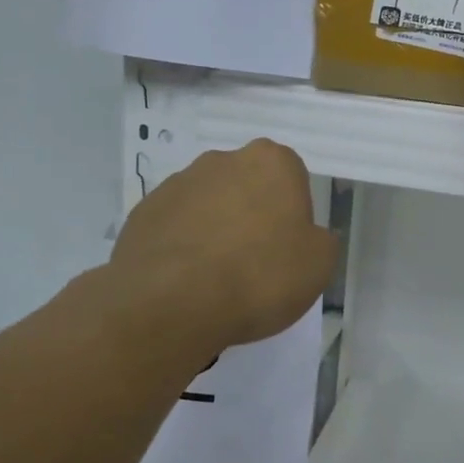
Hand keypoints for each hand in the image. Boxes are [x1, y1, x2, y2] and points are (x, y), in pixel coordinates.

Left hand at [109, 140, 337, 352]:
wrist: (171, 302)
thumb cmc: (259, 276)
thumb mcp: (319, 264)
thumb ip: (320, 240)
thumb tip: (307, 236)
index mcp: (271, 162)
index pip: (292, 177)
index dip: (293, 214)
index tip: (287, 248)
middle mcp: (222, 160)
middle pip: (247, 185)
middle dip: (251, 214)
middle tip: (254, 262)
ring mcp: (178, 183)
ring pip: (208, 203)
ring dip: (215, 228)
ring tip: (215, 277)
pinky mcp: (143, 211)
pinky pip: (175, 225)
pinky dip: (182, 245)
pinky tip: (185, 281)